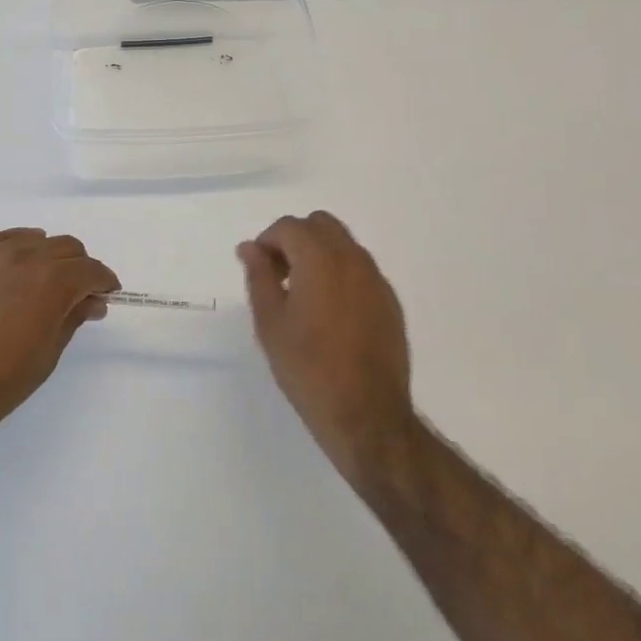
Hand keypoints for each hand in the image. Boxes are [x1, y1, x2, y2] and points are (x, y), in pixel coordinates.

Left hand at [0, 229, 118, 454]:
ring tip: (45, 284)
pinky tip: (17, 268)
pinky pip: (2, 241)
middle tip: (79, 296)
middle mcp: (24, 258)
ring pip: (35, 240)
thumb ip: (71, 319)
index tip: (107, 295)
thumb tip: (91, 301)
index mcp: (51, 282)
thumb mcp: (46, 356)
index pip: (90, 270)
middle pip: (66, 248)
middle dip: (80, 268)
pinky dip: (19, 248)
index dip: (104, 281)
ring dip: (50, 257)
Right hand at [238, 212, 415, 482]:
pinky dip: (340, 274)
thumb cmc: (308, 368)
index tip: (259, 270)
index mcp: (320, 259)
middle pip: (320, 225)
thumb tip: (250, 248)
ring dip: (319, 255)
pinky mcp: (390, 301)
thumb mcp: (270, 323)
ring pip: (343, 245)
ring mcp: (376, 279)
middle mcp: (353, 259)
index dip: (267, 242)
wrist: (367, 415)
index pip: (289, 226)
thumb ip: (259, 276)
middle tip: (280, 276)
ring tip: (303, 296)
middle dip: (295, 240)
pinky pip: (361, 270)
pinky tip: (330, 314)